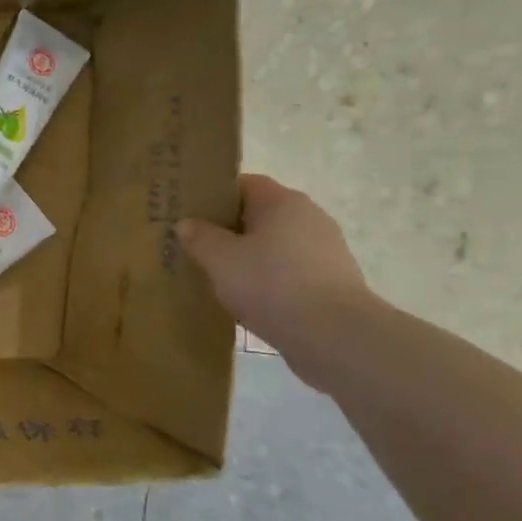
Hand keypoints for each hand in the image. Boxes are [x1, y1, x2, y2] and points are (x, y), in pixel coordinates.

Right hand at [177, 175, 371, 358]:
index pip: (244, 184)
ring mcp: (326, 251)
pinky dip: (270, 281)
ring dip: (250, 259)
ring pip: (275, 246)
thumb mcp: (220, 260)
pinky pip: (290, 272)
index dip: (215, 197)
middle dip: (230, 230)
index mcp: (282, 202)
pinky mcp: (333, 283)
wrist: (335, 336)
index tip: (191, 216)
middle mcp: (309, 217)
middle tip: (197, 248)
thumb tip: (186, 224)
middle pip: (260, 215)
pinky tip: (250, 302)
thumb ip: (199, 237)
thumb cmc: (272, 284)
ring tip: (219, 279)